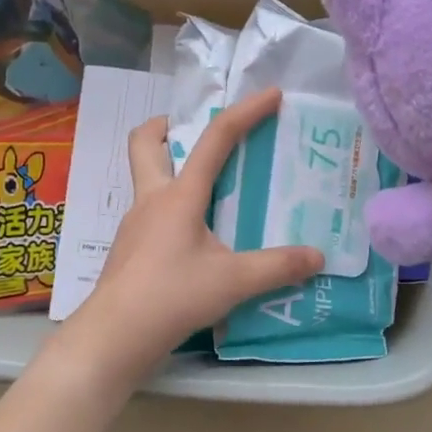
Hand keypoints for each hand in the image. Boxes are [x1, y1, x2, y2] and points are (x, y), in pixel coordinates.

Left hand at [64, 88, 322, 384]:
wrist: (114, 336)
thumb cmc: (172, 296)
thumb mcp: (234, 281)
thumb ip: (278, 267)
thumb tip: (318, 256)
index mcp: (179, 195)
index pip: (215, 139)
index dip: (246, 112)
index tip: (271, 95)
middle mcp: (152, 199)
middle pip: (145, 142)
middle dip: (168, 126)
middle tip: (199, 134)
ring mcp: (136, 224)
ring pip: (147, 178)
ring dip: (173, 168)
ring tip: (212, 188)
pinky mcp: (130, 248)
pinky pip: (152, 212)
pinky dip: (174, 208)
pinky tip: (196, 236)